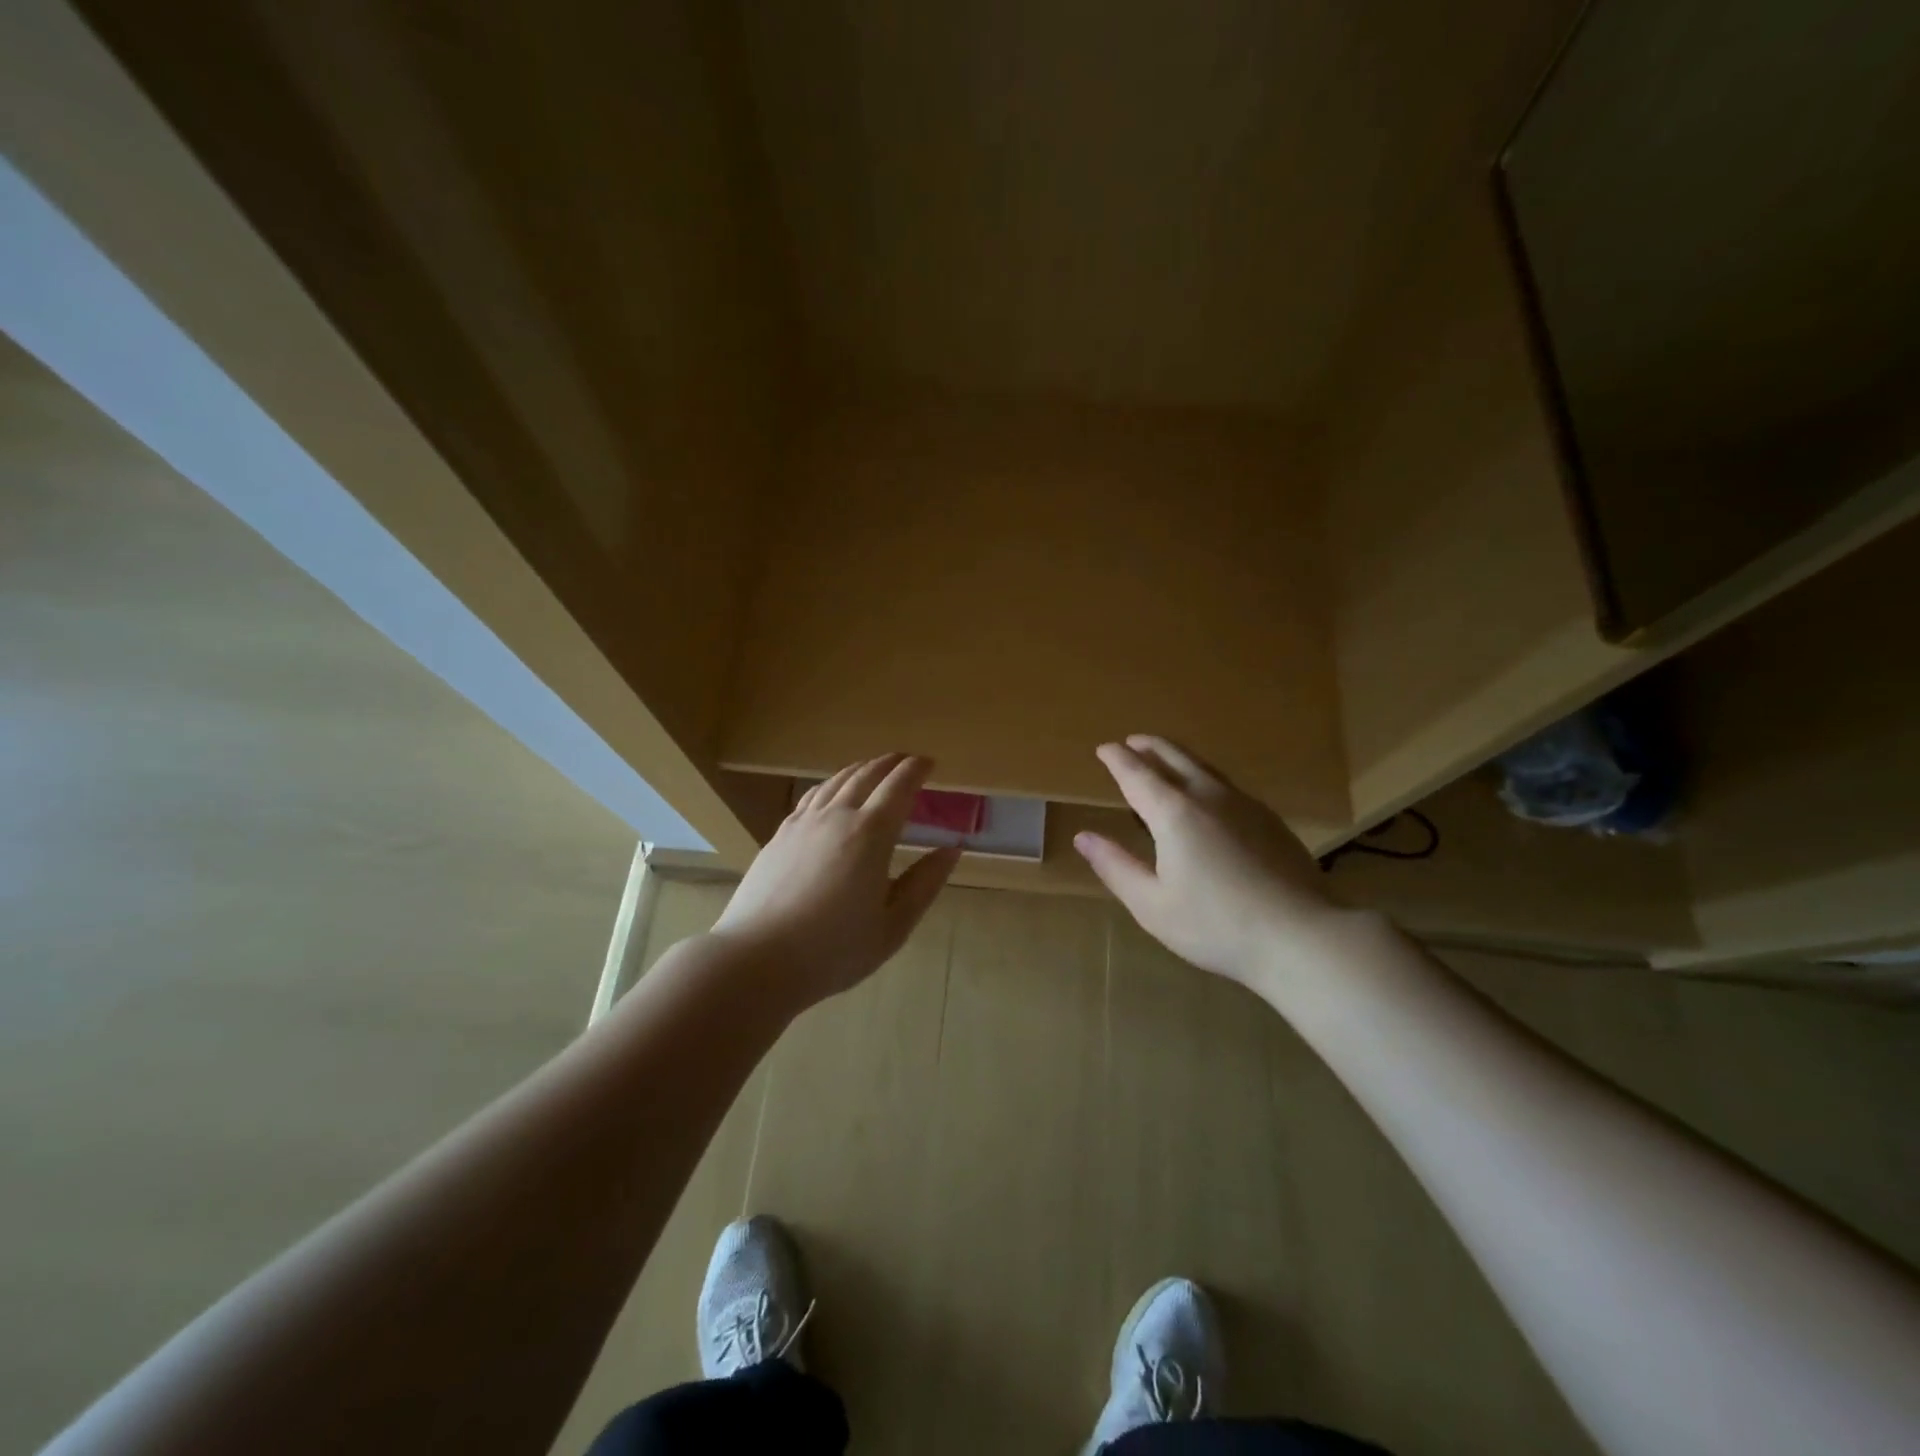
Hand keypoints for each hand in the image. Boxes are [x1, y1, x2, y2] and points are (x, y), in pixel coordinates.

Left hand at [711, 754, 960, 1009]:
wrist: (757, 959)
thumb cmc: (834, 950)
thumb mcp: (893, 925)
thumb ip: (924, 884)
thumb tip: (951, 850)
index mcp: (871, 834)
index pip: (899, 786)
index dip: (916, 769)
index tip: (930, 763)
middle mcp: (837, 816)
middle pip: (867, 775)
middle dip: (890, 762)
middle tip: (906, 760)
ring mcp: (803, 823)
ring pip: (836, 781)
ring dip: (860, 769)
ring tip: (873, 768)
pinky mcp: (780, 835)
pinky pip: (811, 796)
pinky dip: (831, 784)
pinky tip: (831, 792)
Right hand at [1074, 735, 1339, 987]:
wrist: (1301, 935)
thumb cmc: (1216, 925)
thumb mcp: (1151, 904)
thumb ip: (1115, 866)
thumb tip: (1083, 837)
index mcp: (1173, 813)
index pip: (1137, 774)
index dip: (1117, 759)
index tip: (1104, 749)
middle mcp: (1208, 796)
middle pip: (1174, 757)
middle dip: (1149, 746)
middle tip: (1131, 742)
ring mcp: (1244, 804)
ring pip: (1203, 767)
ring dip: (1177, 757)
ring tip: (1164, 758)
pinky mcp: (1269, 819)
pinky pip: (1226, 784)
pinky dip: (1203, 776)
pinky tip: (1207, 795)